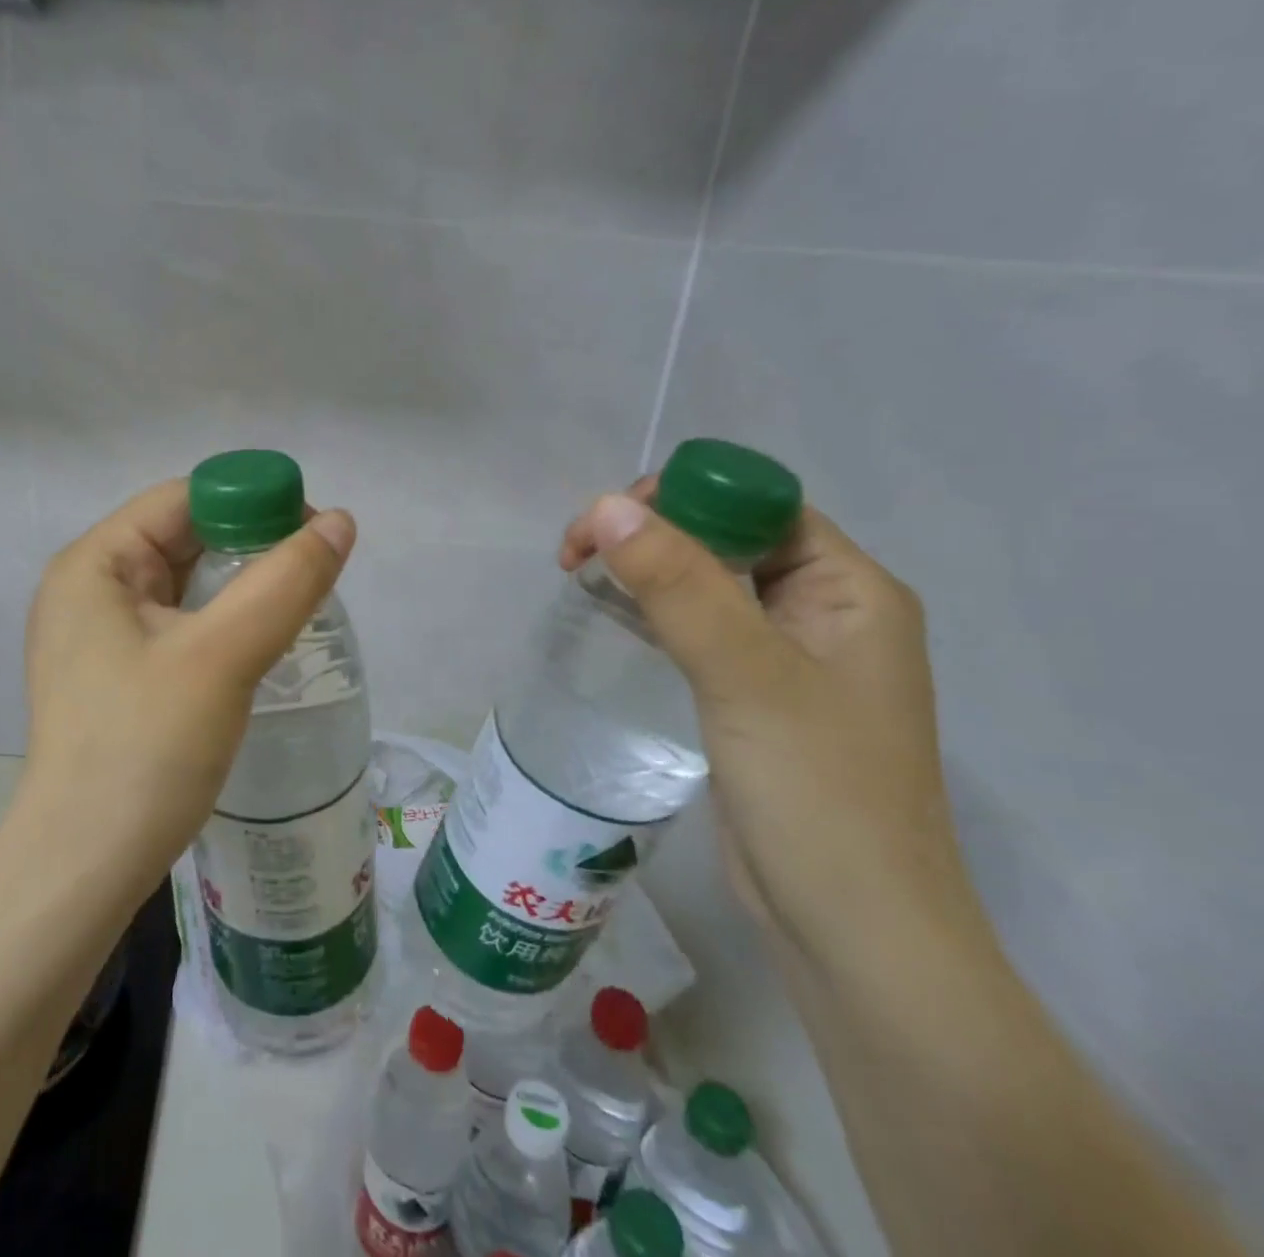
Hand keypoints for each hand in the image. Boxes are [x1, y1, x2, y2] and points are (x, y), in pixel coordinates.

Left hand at [19, 480, 356, 897]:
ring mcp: (99, 636)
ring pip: (186, 585)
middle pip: (184, 538)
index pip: (183, 500)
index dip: (251, 502)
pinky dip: (222, 622)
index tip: (313, 534)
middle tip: (314, 573)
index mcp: (95, 564)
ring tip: (297, 605)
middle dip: (250, 546)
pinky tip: (260, 642)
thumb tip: (340, 522)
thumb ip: (285, 583)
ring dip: (241, 586)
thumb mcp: (222, 656)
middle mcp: (90, 589)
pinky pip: (179, 625)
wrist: (85, 868)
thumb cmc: (145, 749)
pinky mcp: (117, 676)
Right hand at [562, 483, 976, 976]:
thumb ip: (678, 586)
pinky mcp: (755, 697)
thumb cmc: (818, 793)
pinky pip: (701, 630)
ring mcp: (790, 658)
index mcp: (851, 589)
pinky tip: (612, 615)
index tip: (606, 521)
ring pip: (709, 584)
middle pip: (730, 539)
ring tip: (580, 574)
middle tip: (577, 553)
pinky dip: (655, 612)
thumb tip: (607, 505)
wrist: (852, 931)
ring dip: (648, 570)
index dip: (682, 498)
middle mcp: (827, 612)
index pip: (759, 506)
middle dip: (653, 532)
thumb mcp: (745, 676)